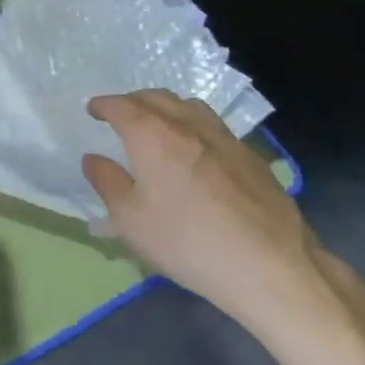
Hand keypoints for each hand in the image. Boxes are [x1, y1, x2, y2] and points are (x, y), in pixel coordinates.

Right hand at [83, 91, 336, 344]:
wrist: (271, 267)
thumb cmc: (188, 241)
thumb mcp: (130, 220)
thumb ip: (107, 182)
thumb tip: (93, 158)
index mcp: (153, 134)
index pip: (121, 106)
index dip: (103, 105)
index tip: (93, 110)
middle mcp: (188, 125)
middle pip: (156, 97)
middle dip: (133, 101)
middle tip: (121, 115)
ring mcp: (224, 138)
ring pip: (189, 106)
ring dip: (166, 107)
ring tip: (158, 125)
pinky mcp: (251, 157)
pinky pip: (213, 126)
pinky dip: (193, 126)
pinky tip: (196, 151)